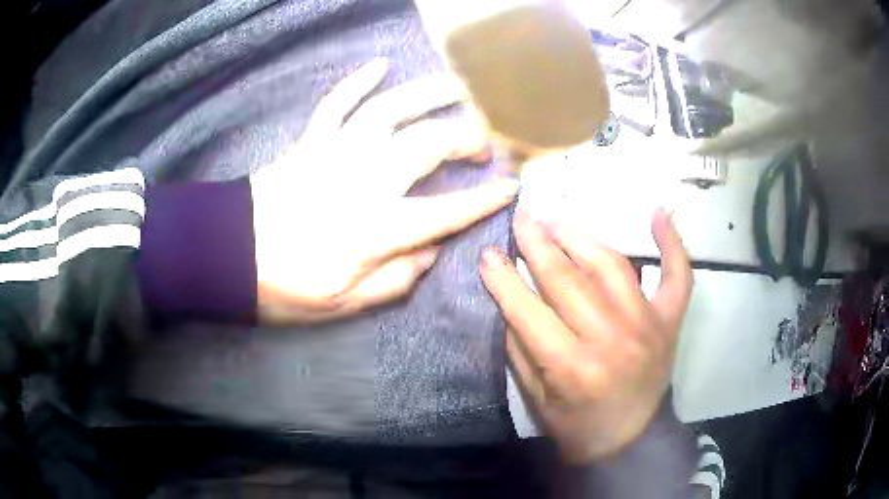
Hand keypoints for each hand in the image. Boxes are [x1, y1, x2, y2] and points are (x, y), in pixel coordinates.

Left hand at [250, 59, 517, 323]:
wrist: (226, 253)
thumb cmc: (283, 285)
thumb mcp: (341, 303)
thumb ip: (393, 279)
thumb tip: (430, 250)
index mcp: (375, 228)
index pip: (446, 211)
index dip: (483, 200)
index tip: (511, 187)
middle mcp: (364, 179)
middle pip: (429, 145)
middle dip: (467, 138)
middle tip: (485, 141)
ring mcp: (336, 151)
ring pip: (392, 110)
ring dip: (430, 94)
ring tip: (459, 86)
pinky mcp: (312, 140)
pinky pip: (339, 102)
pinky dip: (359, 80)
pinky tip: (381, 64)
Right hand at [480, 209, 691, 462]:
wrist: (632, 440)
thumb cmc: (577, 425)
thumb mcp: (535, 398)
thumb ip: (520, 347)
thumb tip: (509, 296)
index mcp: (571, 367)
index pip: (527, 310)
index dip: (502, 278)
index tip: (487, 253)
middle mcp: (611, 338)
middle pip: (567, 278)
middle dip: (536, 243)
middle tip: (520, 219)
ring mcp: (647, 324)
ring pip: (611, 265)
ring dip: (579, 237)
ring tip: (555, 222)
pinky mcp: (669, 321)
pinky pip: (677, 275)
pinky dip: (672, 243)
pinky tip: (659, 214)